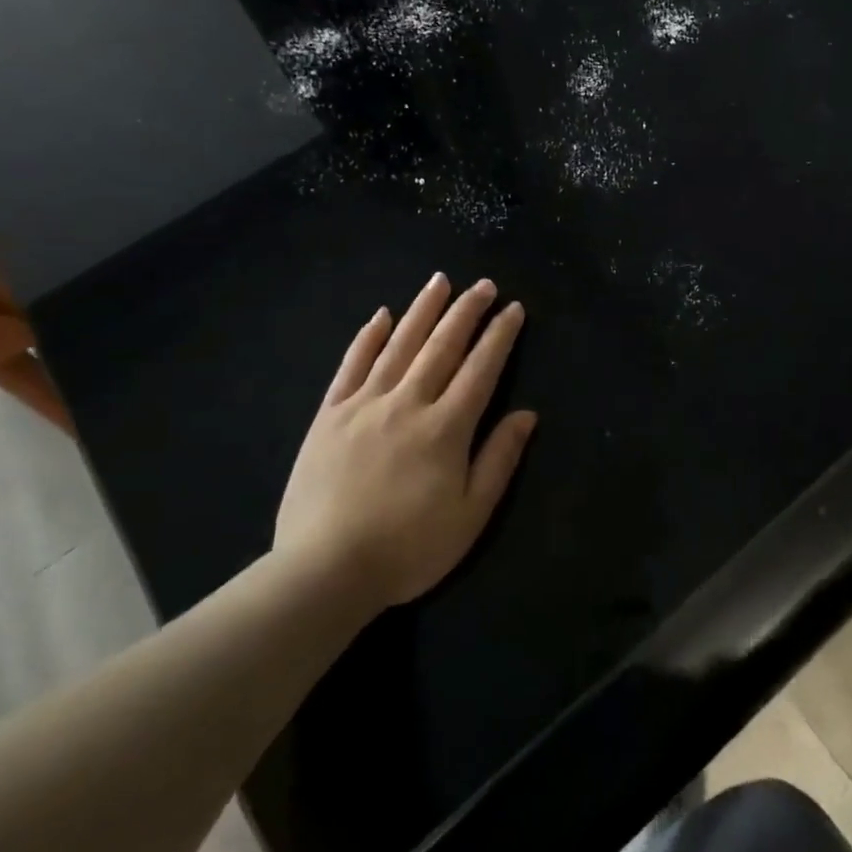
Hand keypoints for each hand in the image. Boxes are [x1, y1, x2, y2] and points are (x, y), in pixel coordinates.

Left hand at [274, 273, 536, 608]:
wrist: (324, 570)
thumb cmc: (408, 548)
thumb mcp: (471, 515)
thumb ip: (499, 459)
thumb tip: (527, 414)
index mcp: (446, 427)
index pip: (481, 368)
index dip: (500, 335)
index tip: (513, 308)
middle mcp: (408, 403)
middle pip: (442, 346)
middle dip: (466, 311)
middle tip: (483, 284)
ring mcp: (364, 405)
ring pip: (400, 345)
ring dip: (423, 310)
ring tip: (440, 281)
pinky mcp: (329, 415)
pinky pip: (351, 366)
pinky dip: (368, 338)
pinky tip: (381, 316)